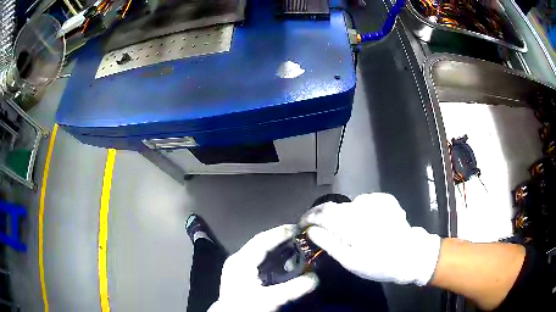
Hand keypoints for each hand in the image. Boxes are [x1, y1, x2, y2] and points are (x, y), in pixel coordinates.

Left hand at [208, 225, 318, 311]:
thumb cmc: (247, 306)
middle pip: (259, 242)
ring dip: (274, 244)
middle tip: (298, 234)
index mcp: (241, 261)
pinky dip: (269, 254)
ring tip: (291, 242)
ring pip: (257, 249)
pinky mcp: (239, 272)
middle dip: (278, 237)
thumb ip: (293, 289)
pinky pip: (256, 257)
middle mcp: (237, 259)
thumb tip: (314, 278)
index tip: (297, 228)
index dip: (280, 233)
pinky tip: (279, 258)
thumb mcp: (270, 299)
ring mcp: (236, 265)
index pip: (262, 241)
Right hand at [300, 193, 440, 285]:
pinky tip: (362, 223)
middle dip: (320, 215)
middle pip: (333, 206)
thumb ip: (330, 244)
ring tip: (342, 230)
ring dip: (339, 215)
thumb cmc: (379, 264)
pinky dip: (357, 211)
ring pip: (347, 204)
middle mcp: (363, 209)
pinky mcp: (385, 200)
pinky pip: (362, 202)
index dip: (308, 218)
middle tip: (316, 226)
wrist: (410, 256)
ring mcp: (376, 202)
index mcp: (353, 226)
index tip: (301, 224)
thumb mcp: (351, 262)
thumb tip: (311, 231)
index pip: (323, 214)